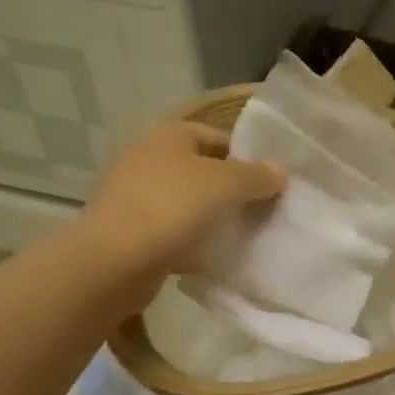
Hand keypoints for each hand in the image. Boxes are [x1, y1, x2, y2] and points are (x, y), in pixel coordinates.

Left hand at [84, 121, 284, 315]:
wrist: (115, 260)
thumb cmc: (172, 207)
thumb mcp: (226, 184)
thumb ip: (256, 175)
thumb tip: (280, 172)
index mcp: (169, 135)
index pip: (217, 137)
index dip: (246, 156)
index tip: (270, 182)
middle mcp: (147, 158)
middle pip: (201, 170)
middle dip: (231, 189)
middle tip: (260, 210)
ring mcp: (134, 195)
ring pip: (186, 202)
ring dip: (211, 216)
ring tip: (241, 235)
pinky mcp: (129, 230)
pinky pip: (171, 230)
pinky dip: (191, 241)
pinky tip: (211, 256)